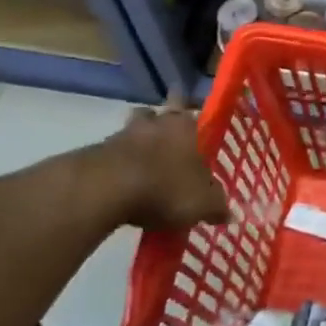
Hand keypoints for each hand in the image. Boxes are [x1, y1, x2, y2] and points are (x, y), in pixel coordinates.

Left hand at [83, 96, 230, 233]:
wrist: (104, 190)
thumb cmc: (164, 187)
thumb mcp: (201, 203)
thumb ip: (217, 205)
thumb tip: (230, 214)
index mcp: (185, 126)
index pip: (193, 111)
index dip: (195, 121)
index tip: (195, 132)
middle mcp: (156, 122)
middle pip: (158, 113)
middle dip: (161, 123)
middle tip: (167, 141)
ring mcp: (122, 134)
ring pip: (132, 130)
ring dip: (136, 141)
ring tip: (143, 162)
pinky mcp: (95, 152)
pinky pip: (112, 153)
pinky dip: (118, 163)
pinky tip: (121, 182)